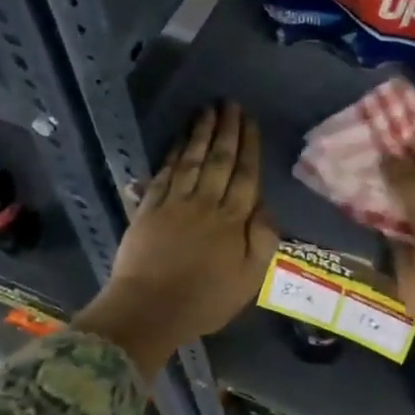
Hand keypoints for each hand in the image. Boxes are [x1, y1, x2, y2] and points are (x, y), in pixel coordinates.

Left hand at [76, 103, 277, 377]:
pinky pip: (165, 174)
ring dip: (200, 133)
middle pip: (219, 160)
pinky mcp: (149, 209)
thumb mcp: (248, 279)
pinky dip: (174, 154)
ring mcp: (174, 203)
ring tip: (207, 110)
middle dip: (226, 130)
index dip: (248, 146)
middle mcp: (205, 204)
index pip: (244, 175)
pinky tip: (180, 139)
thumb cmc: (204, 300)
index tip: (250, 121)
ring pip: (191, 160)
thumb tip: (266, 206)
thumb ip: (262, 240)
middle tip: (229, 103)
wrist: (149, 310)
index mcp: (232, 221)